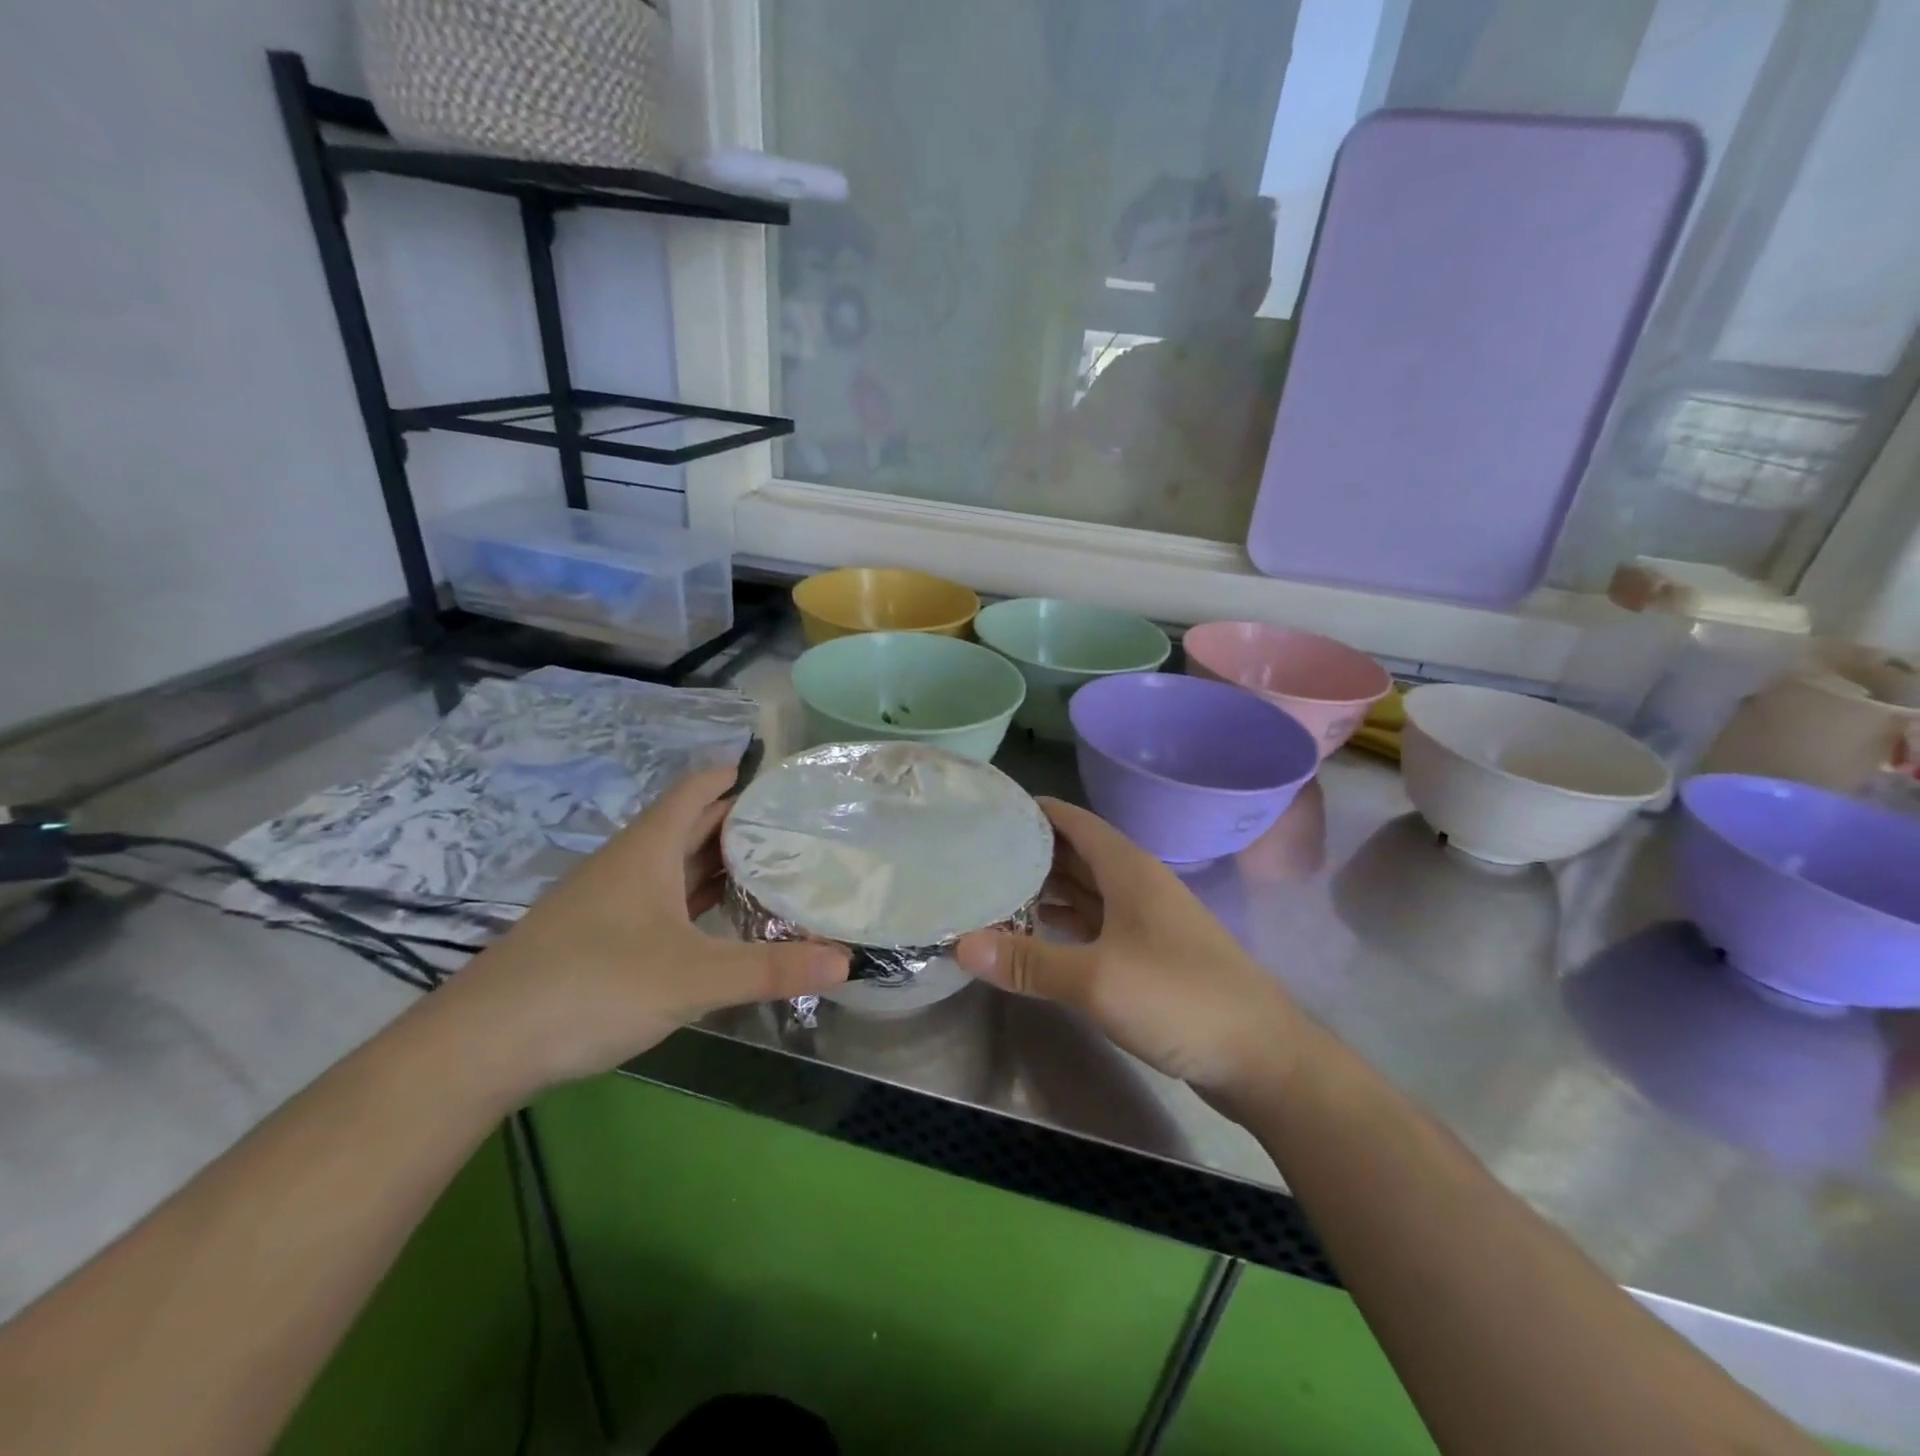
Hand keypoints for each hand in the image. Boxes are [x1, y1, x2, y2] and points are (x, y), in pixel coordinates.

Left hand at [439, 763, 848, 1088]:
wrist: (482, 1045)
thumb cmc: (594, 985)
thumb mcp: (694, 977)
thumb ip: (771, 968)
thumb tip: (848, 961)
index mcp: (648, 848)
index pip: (698, 788)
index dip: (736, 776)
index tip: (782, 780)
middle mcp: (627, 863)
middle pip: (689, 824)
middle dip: (739, 823)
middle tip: (797, 828)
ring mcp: (607, 900)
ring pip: (672, 865)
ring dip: (716, 863)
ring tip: (770, 868)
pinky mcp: (595, 935)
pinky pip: (658, 900)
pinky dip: (692, 900)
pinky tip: (715, 920)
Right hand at [956, 798, 1307, 1098]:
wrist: (1262, 1057)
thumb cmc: (1180, 998)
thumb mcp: (1097, 979)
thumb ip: (1029, 962)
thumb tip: (960, 944)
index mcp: (1128, 869)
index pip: (1073, 820)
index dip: (1032, 811)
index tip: (987, 810)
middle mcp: (1136, 885)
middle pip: (1075, 854)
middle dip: (1029, 852)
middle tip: (975, 854)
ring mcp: (1145, 921)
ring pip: (1085, 890)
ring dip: (1045, 890)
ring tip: (994, 892)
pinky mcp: (1149, 955)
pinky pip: (1096, 924)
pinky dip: (1064, 924)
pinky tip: (1035, 936)